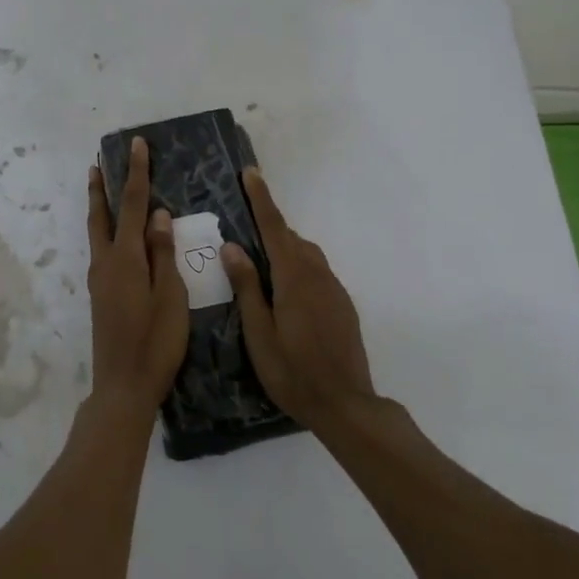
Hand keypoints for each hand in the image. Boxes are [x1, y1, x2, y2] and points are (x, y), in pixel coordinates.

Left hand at [86, 137, 189, 414]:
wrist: (124, 386)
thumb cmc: (156, 343)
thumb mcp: (171, 297)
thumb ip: (164, 255)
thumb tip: (159, 215)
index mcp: (127, 259)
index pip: (135, 205)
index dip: (136, 173)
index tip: (136, 145)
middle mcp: (107, 262)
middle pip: (103, 215)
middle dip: (103, 187)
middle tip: (98, 162)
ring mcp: (100, 279)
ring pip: (97, 232)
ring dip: (100, 207)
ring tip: (101, 186)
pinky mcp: (101, 294)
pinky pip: (102, 249)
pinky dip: (106, 230)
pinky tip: (116, 236)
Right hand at [222, 167, 376, 428]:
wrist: (346, 405)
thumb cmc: (293, 373)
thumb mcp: (259, 333)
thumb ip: (247, 287)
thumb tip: (232, 246)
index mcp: (294, 279)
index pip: (275, 228)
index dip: (262, 200)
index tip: (251, 173)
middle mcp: (318, 276)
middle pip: (292, 239)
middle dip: (270, 226)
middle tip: (244, 226)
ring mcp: (335, 290)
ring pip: (307, 255)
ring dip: (285, 247)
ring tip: (260, 260)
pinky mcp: (343, 305)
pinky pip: (317, 272)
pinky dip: (298, 267)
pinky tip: (285, 291)